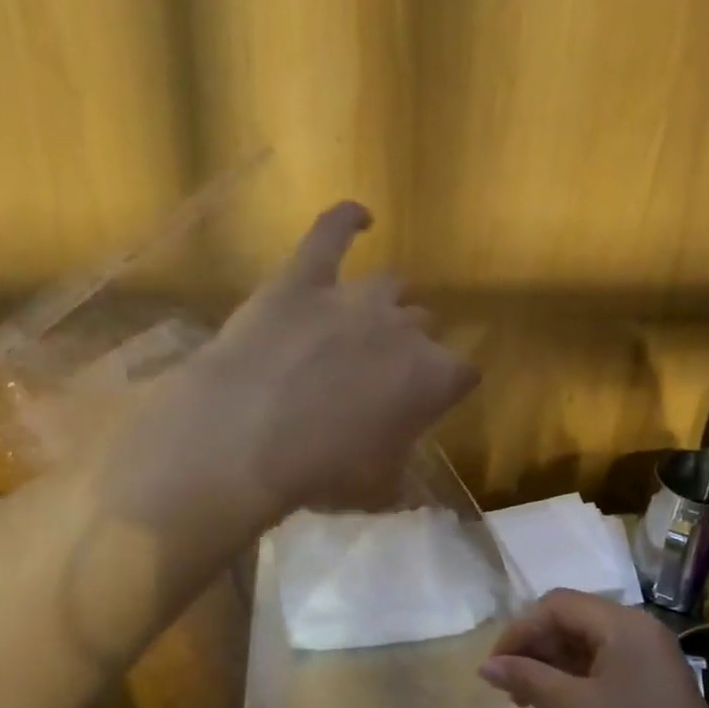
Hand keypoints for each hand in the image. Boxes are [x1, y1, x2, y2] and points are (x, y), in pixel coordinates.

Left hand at [109, 202, 478, 524]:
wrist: (246, 436)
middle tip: (378, 372)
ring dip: (383, 303)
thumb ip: (401, 476)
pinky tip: (359, 216)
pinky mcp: (303, 278)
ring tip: (366, 318)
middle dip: (408, 345)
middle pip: (422, 324)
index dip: (446, 386)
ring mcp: (354, 297)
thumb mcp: (376, 491)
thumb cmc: (320, 472)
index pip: (461, 372)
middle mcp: (403, 328)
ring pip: (388, 285)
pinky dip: (346, 220)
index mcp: (432, 378)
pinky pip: (331, 233)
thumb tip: (405, 478)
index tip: (429, 400)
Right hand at [479, 589, 708, 707]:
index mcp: (623, 623)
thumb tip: (485, 666)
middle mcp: (639, 628)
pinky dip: (574, 676)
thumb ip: (528, 678)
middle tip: (507, 683)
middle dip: (534, 646)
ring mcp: (650, 655)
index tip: (494, 666)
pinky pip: (604, 663)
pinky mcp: (654, 681)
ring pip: (586, 642)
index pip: (557, 606)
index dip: (519, 630)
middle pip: (572, 619)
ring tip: (526, 697)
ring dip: (551, 663)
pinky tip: (556, 702)